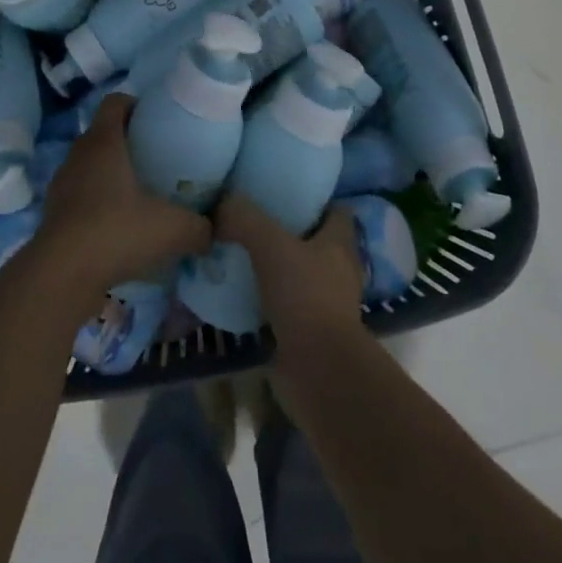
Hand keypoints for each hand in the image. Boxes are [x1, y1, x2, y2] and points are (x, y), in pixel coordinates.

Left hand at [34, 94, 211, 304]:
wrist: (61, 275)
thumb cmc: (117, 231)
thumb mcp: (173, 229)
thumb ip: (200, 226)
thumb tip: (213, 229)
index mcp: (104, 141)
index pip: (115, 101)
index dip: (136, 104)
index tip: (157, 121)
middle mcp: (78, 154)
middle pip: (103, 134)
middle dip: (128, 142)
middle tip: (156, 161)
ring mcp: (61, 184)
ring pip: (90, 166)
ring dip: (111, 175)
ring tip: (138, 197)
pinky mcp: (53, 214)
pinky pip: (80, 196)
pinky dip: (97, 204)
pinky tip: (118, 228)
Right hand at [215, 193, 363, 355]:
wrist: (318, 371)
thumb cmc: (305, 297)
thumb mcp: (270, 244)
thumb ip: (244, 218)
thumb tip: (222, 202)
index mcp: (340, 243)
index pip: (335, 209)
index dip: (313, 198)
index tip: (281, 191)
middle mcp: (338, 270)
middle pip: (314, 240)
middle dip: (286, 230)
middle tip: (249, 219)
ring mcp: (326, 303)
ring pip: (298, 273)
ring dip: (274, 266)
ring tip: (237, 252)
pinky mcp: (309, 331)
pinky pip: (285, 305)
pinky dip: (266, 298)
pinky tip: (238, 290)